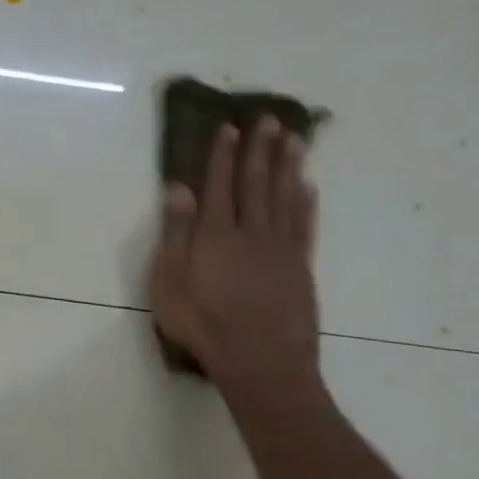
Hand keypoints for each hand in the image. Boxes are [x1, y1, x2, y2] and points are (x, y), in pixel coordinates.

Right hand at [148, 118, 321, 399]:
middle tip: (269, 118)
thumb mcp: (170, 282)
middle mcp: (251, 232)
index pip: (219, 185)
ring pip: (284, 197)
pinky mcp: (299, 267)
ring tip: (294, 138)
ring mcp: (279, 248)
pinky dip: (306, 203)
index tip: (229, 127)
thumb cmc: (203, 324)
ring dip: (288, 166)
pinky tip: (307, 187)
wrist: (260, 360)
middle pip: (256, 183)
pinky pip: (304, 225)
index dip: (223, 155)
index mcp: (215, 234)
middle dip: (260, 150)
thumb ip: (175, 234)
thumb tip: (178, 189)